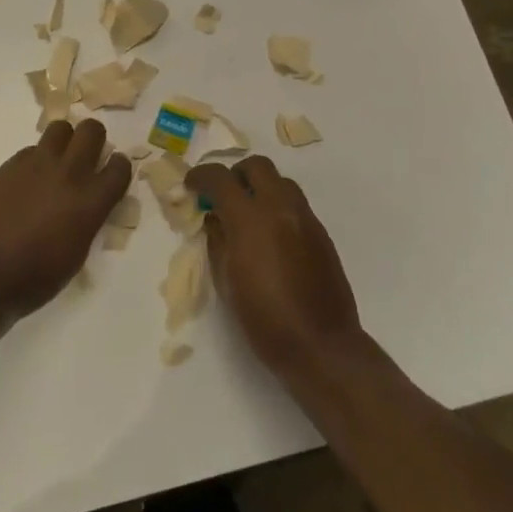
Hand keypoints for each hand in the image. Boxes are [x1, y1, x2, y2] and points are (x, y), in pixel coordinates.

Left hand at [0, 118, 130, 317]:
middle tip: (86, 157)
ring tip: (58, 161)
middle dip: (94, 139)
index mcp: (90, 201)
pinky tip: (28, 181)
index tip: (111, 174)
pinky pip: (32, 149)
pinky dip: (37, 159)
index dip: (118, 167)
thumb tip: (88, 205)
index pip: (120, 166)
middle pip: (92, 131)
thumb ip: (88, 220)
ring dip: (65, 140)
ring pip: (60, 128)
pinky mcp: (11, 164)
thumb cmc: (35, 277)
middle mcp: (69, 173)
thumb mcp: (76, 254)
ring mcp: (37, 164)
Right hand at [187, 154, 364, 378]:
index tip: (191, 186)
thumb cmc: (264, 319)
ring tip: (248, 215)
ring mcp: (305, 218)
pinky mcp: (321, 233)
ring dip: (260, 188)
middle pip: (256, 166)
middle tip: (223, 196)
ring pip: (281, 181)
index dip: (201, 177)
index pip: (220, 178)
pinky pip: (296, 204)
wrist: (321, 346)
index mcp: (250, 219)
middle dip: (235, 174)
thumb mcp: (226, 281)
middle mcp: (280, 208)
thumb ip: (218, 241)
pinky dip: (278, 207)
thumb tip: (215, 220)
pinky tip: (271, 236)